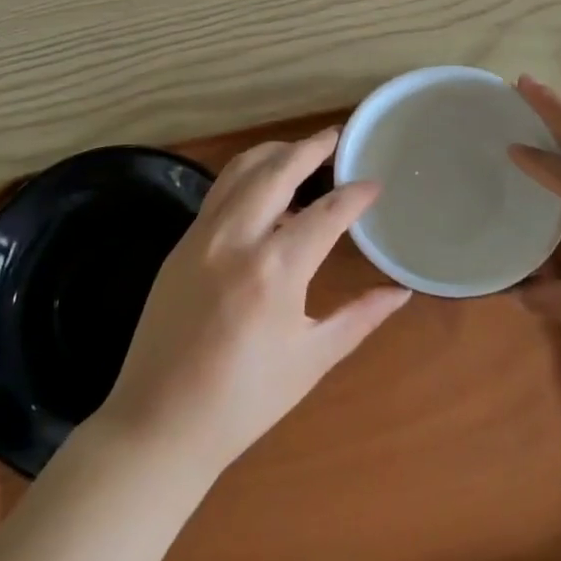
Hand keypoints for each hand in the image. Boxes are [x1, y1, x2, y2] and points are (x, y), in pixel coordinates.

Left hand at [97, 129, 410, 478]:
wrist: (159, 423)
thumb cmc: (244, 401)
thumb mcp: (311, 360)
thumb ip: (360, 317)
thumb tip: (401, 292)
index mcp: (274, 270)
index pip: (326, 212)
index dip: (355, 194)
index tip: (375, 183)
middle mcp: (236, 239)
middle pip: (278, 170)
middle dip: (311, 147)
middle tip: (336, 137)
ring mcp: (202, 236)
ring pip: (240, 171)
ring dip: (274, 153)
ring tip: (301, 152)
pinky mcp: (180, 244)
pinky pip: (219, 194)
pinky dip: (246, 178)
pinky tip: (264, 193)